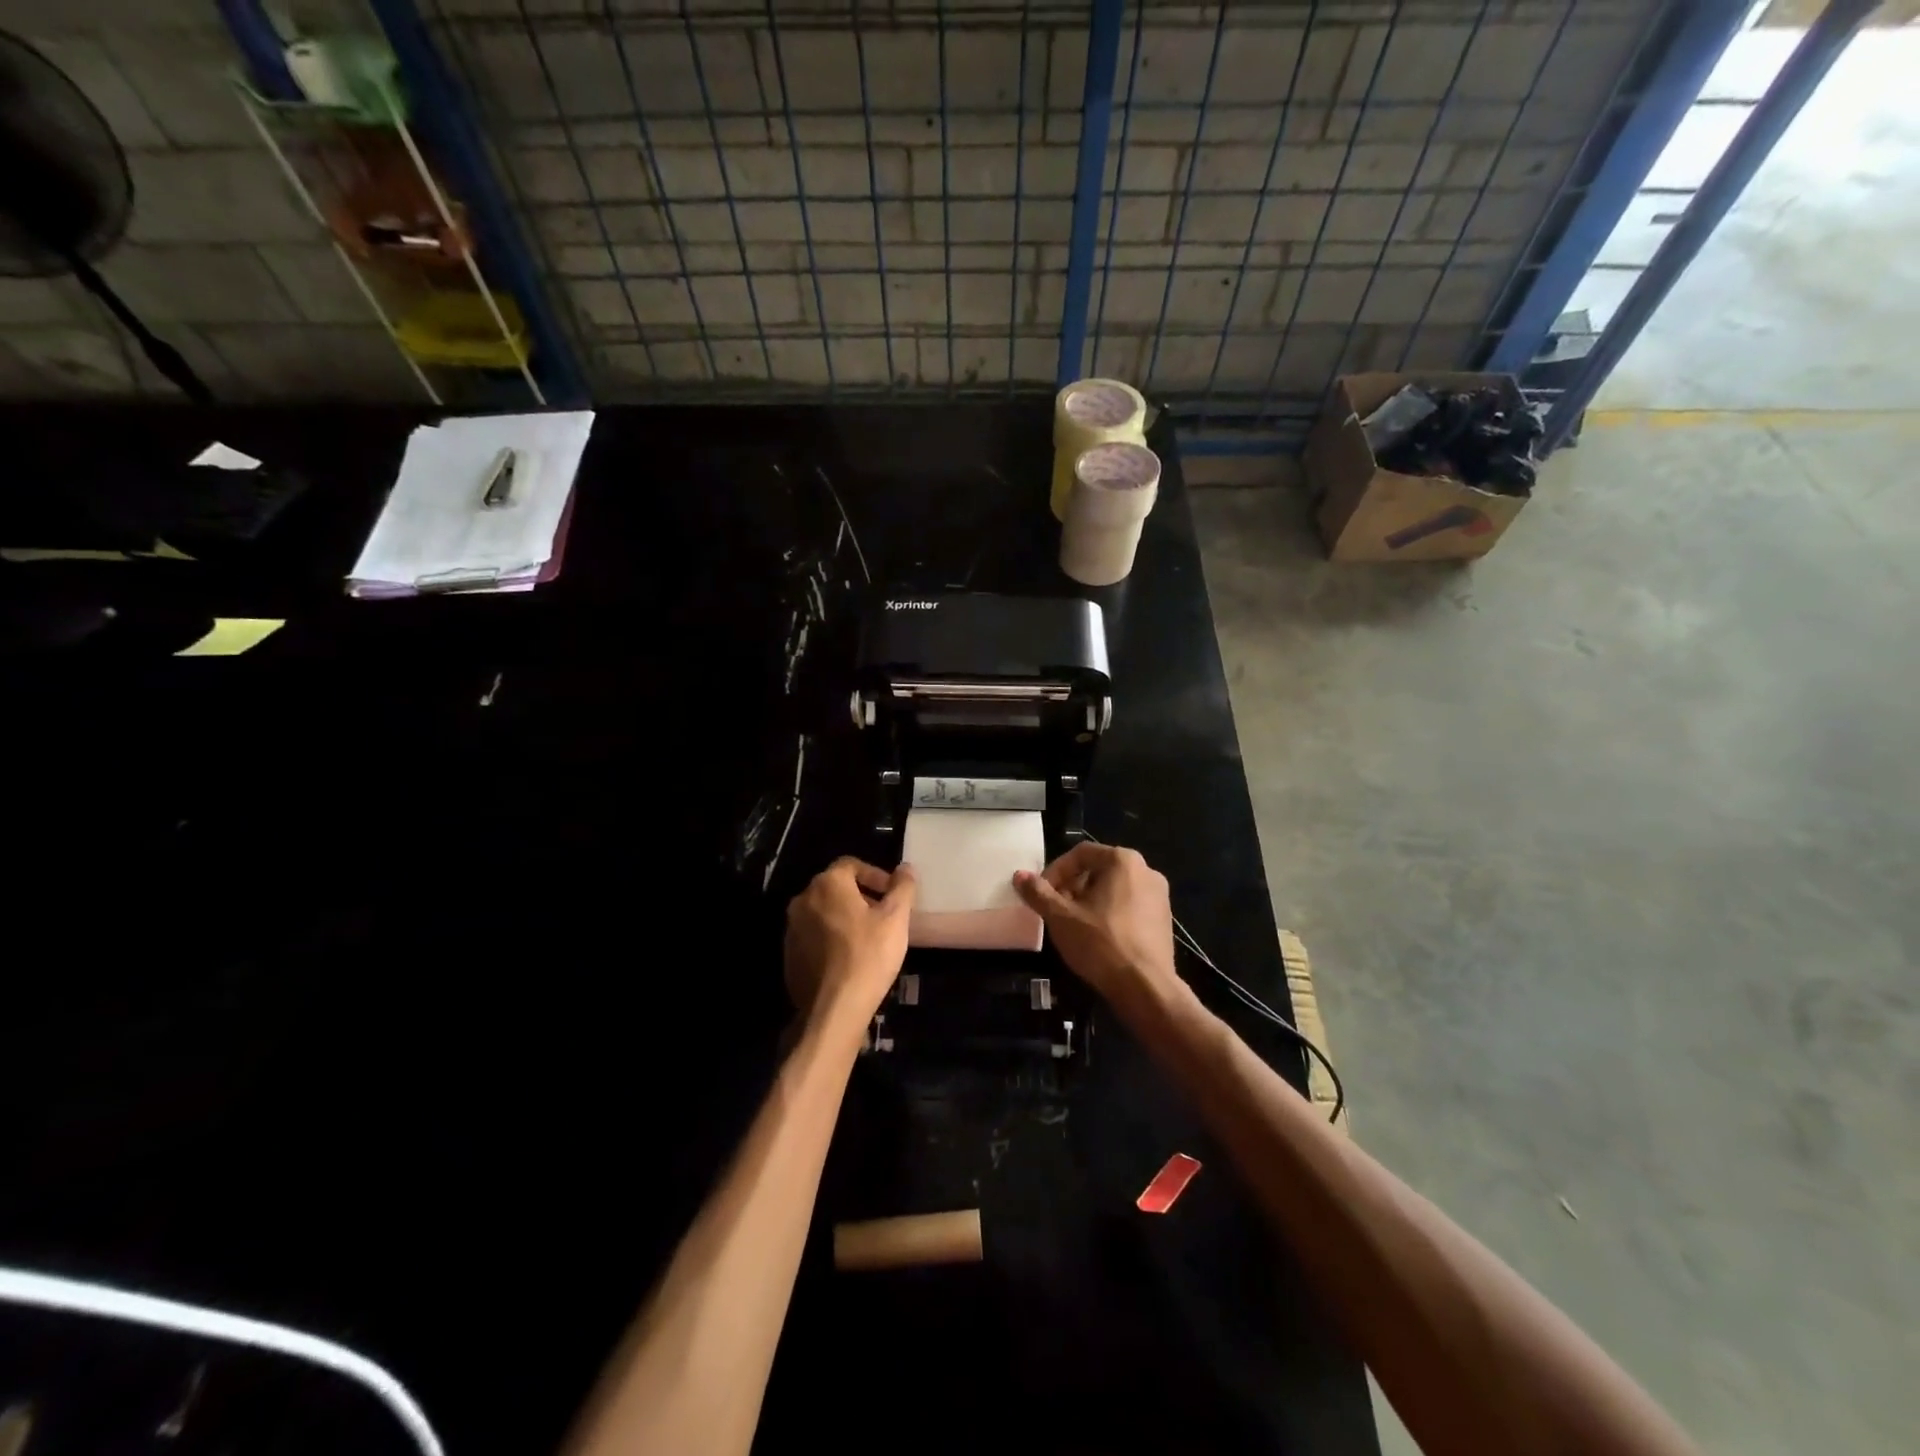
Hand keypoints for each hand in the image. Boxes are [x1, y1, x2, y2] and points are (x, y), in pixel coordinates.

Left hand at [784, 858, 917, 1031]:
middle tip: (884, 915)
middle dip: (861, 895)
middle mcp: (803, 899)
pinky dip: (831, 938)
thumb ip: (902, 887)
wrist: (833, 1008)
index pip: (851, 864)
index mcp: (827, 884)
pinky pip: (813, 935)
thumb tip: (906, 868)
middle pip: (835, 887)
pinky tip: (849, 958)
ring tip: (869, 937)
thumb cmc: (868, 955)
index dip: (875, 875)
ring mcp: (791, 928)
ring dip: (845, 916)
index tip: (892, 894)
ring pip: (823, 912)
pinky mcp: (789, 954)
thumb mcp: (895, 918)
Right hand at [1013, 844, 1177, 1003]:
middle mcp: (1147, 870)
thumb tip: (1019, 875)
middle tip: (1056, 910)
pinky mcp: (1164, 920)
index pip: (1080, 854)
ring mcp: (1160, 896)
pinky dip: (1110, 914)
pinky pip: (1130, 906)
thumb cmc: (1101, 944)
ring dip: (1090, 901)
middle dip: (1072, 887)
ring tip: (1074, 925)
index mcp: (1123, 861)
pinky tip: (1098, 938)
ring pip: (1114, 889)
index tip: (1042, 894)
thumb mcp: (1061, 917)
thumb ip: (1038, 893)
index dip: (1056, 871)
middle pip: (1099, 869)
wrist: (1146, 988)